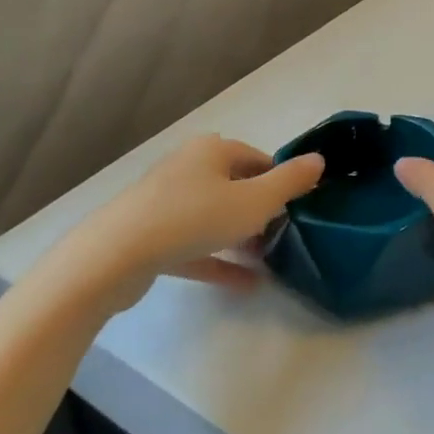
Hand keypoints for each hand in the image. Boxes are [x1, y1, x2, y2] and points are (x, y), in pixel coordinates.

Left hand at [44, 135, 323, 315]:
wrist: (113, 256)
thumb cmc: (193, 218)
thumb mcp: (255, 201)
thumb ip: (290, 181)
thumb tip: (320, 159)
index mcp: (213, 150)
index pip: (258, 158)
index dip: (282, 181)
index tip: (299, 207)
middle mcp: (188, 167)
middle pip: (235, 184)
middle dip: (262, 209)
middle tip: (285, 234)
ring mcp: (165, 201)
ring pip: (214, 215)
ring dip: (241, 235)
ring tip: (267, 258)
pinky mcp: (150, 235)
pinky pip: (194, 244)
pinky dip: (218, 259)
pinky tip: (246, 284)